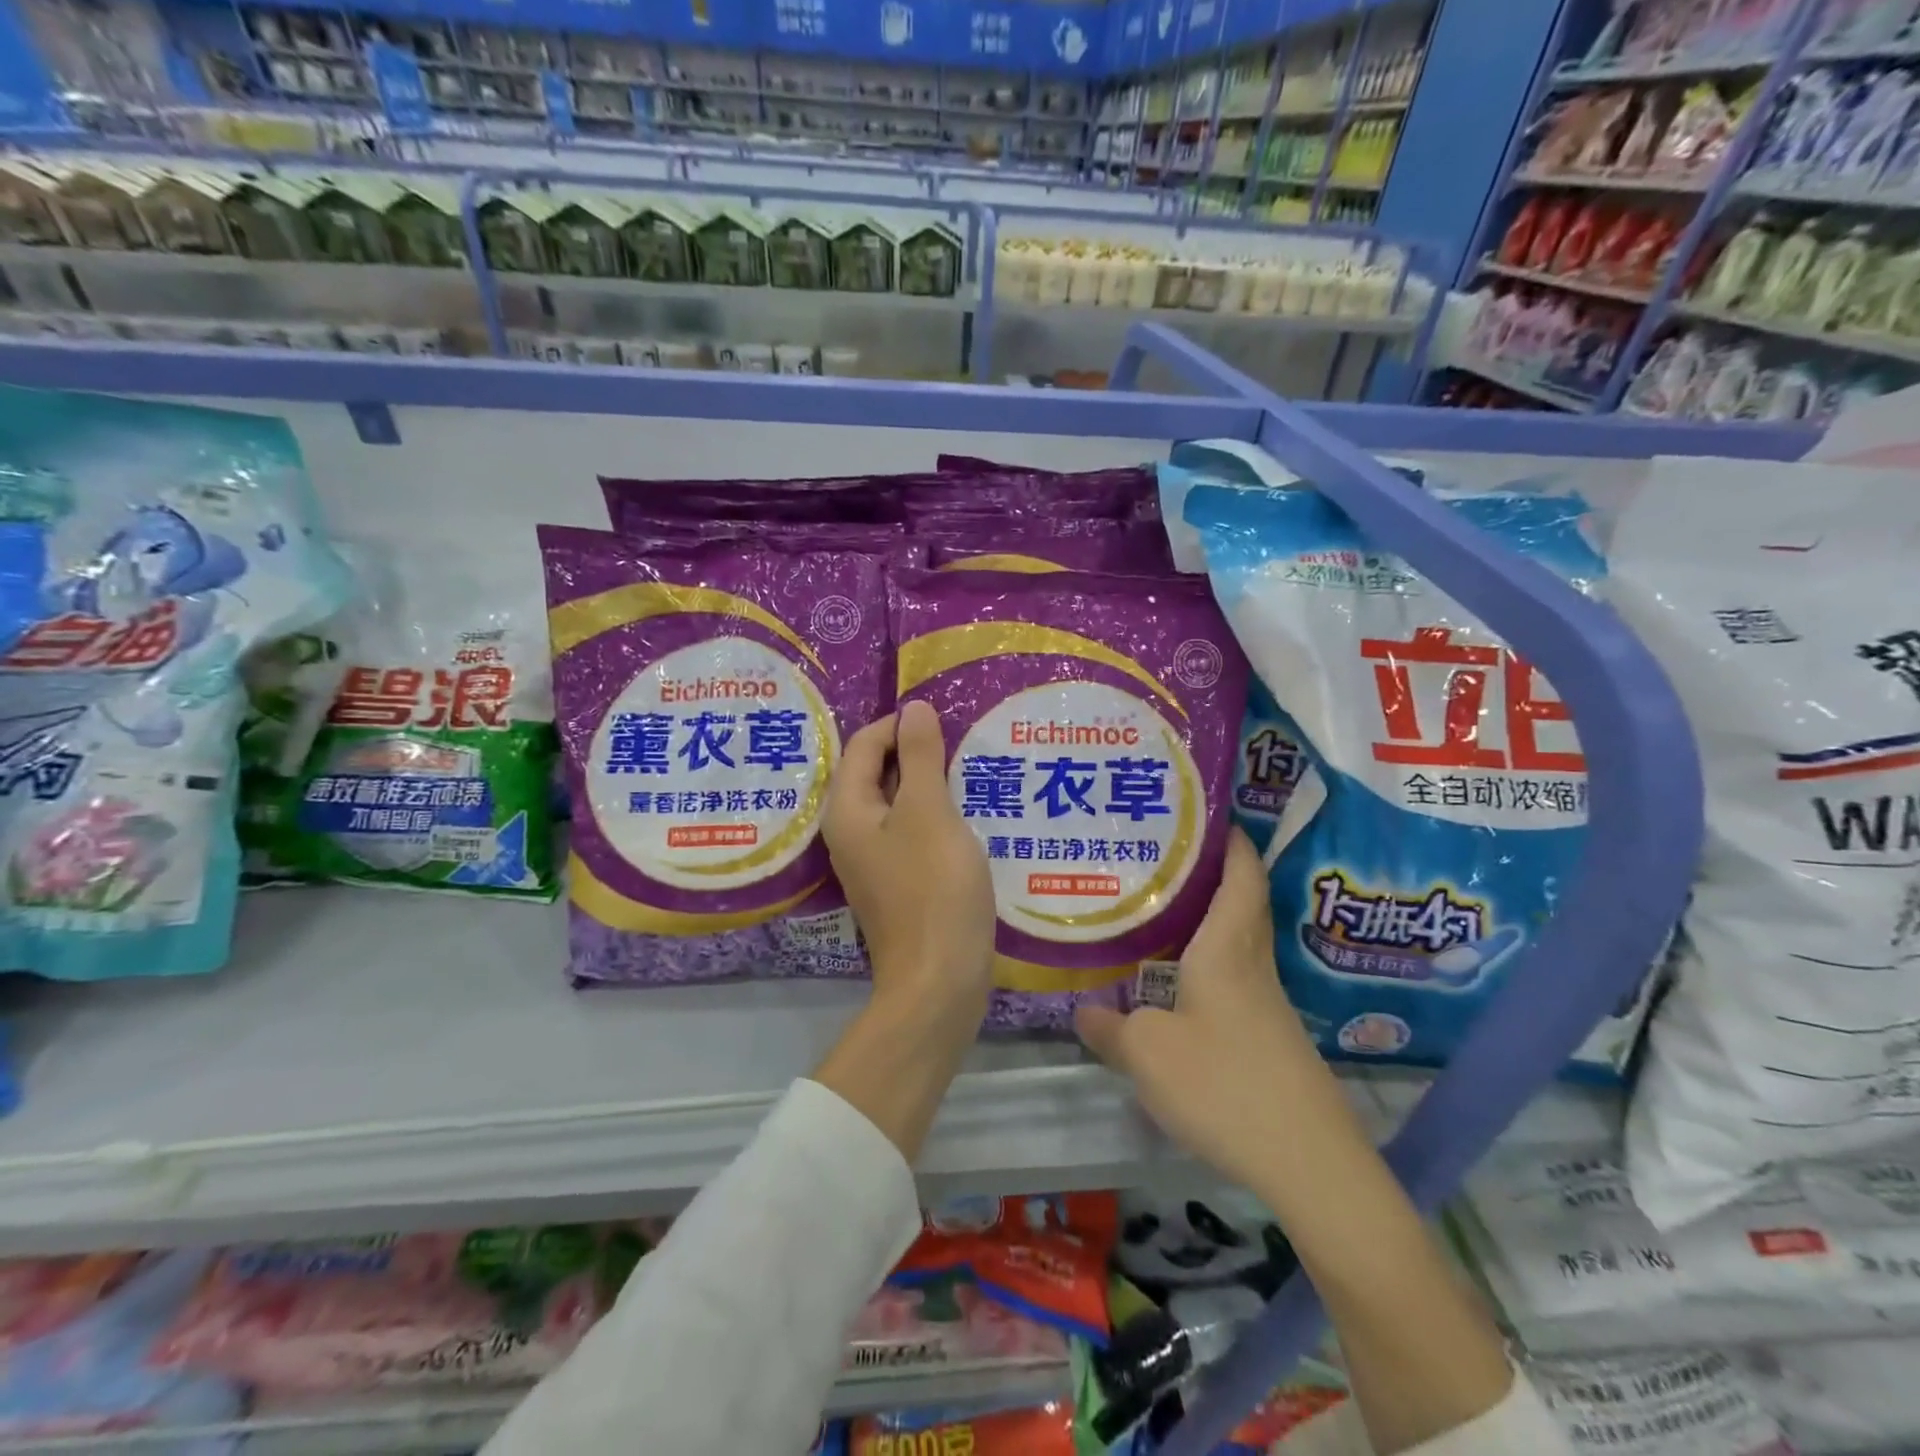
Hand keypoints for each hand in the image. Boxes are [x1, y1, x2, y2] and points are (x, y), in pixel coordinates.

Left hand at [824, 699, 995, 1019]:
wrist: (939, 980)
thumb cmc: (933, 887)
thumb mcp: (929, 812)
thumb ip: (920, 757)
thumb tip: (912, 708)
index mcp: (848, 811)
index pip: (864, 746)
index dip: (899, 724)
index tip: (943, 716)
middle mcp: (851, 833)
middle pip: (876, 774)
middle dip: (915, 752)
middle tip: (960, 738)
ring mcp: (873, 862)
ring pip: (897, 804)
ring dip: (928, 783)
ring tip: (968, 768)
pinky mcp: (897, 883)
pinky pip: (911, 832)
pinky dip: (934, 814)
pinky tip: (966, 812)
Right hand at [1075, 829, 1335, 1194]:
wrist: (1308, 1162)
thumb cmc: (1224, 1083)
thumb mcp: (1147, 1052)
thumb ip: (1110, 1026)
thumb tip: (1083, 1009)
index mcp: (1227, 948)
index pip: (1240, 876)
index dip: (1230, 840)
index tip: (1209, 814)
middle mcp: (1252, 966)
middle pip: (1242, 903)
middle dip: (1213, 873)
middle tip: (1164, 857)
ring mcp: (1266, 1006)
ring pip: (1236, 943)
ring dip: (1208, 921)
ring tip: (1158, 914)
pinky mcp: (1268, 1040)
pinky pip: (1234, 981)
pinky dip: (1207, 966)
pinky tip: (1177, 987)